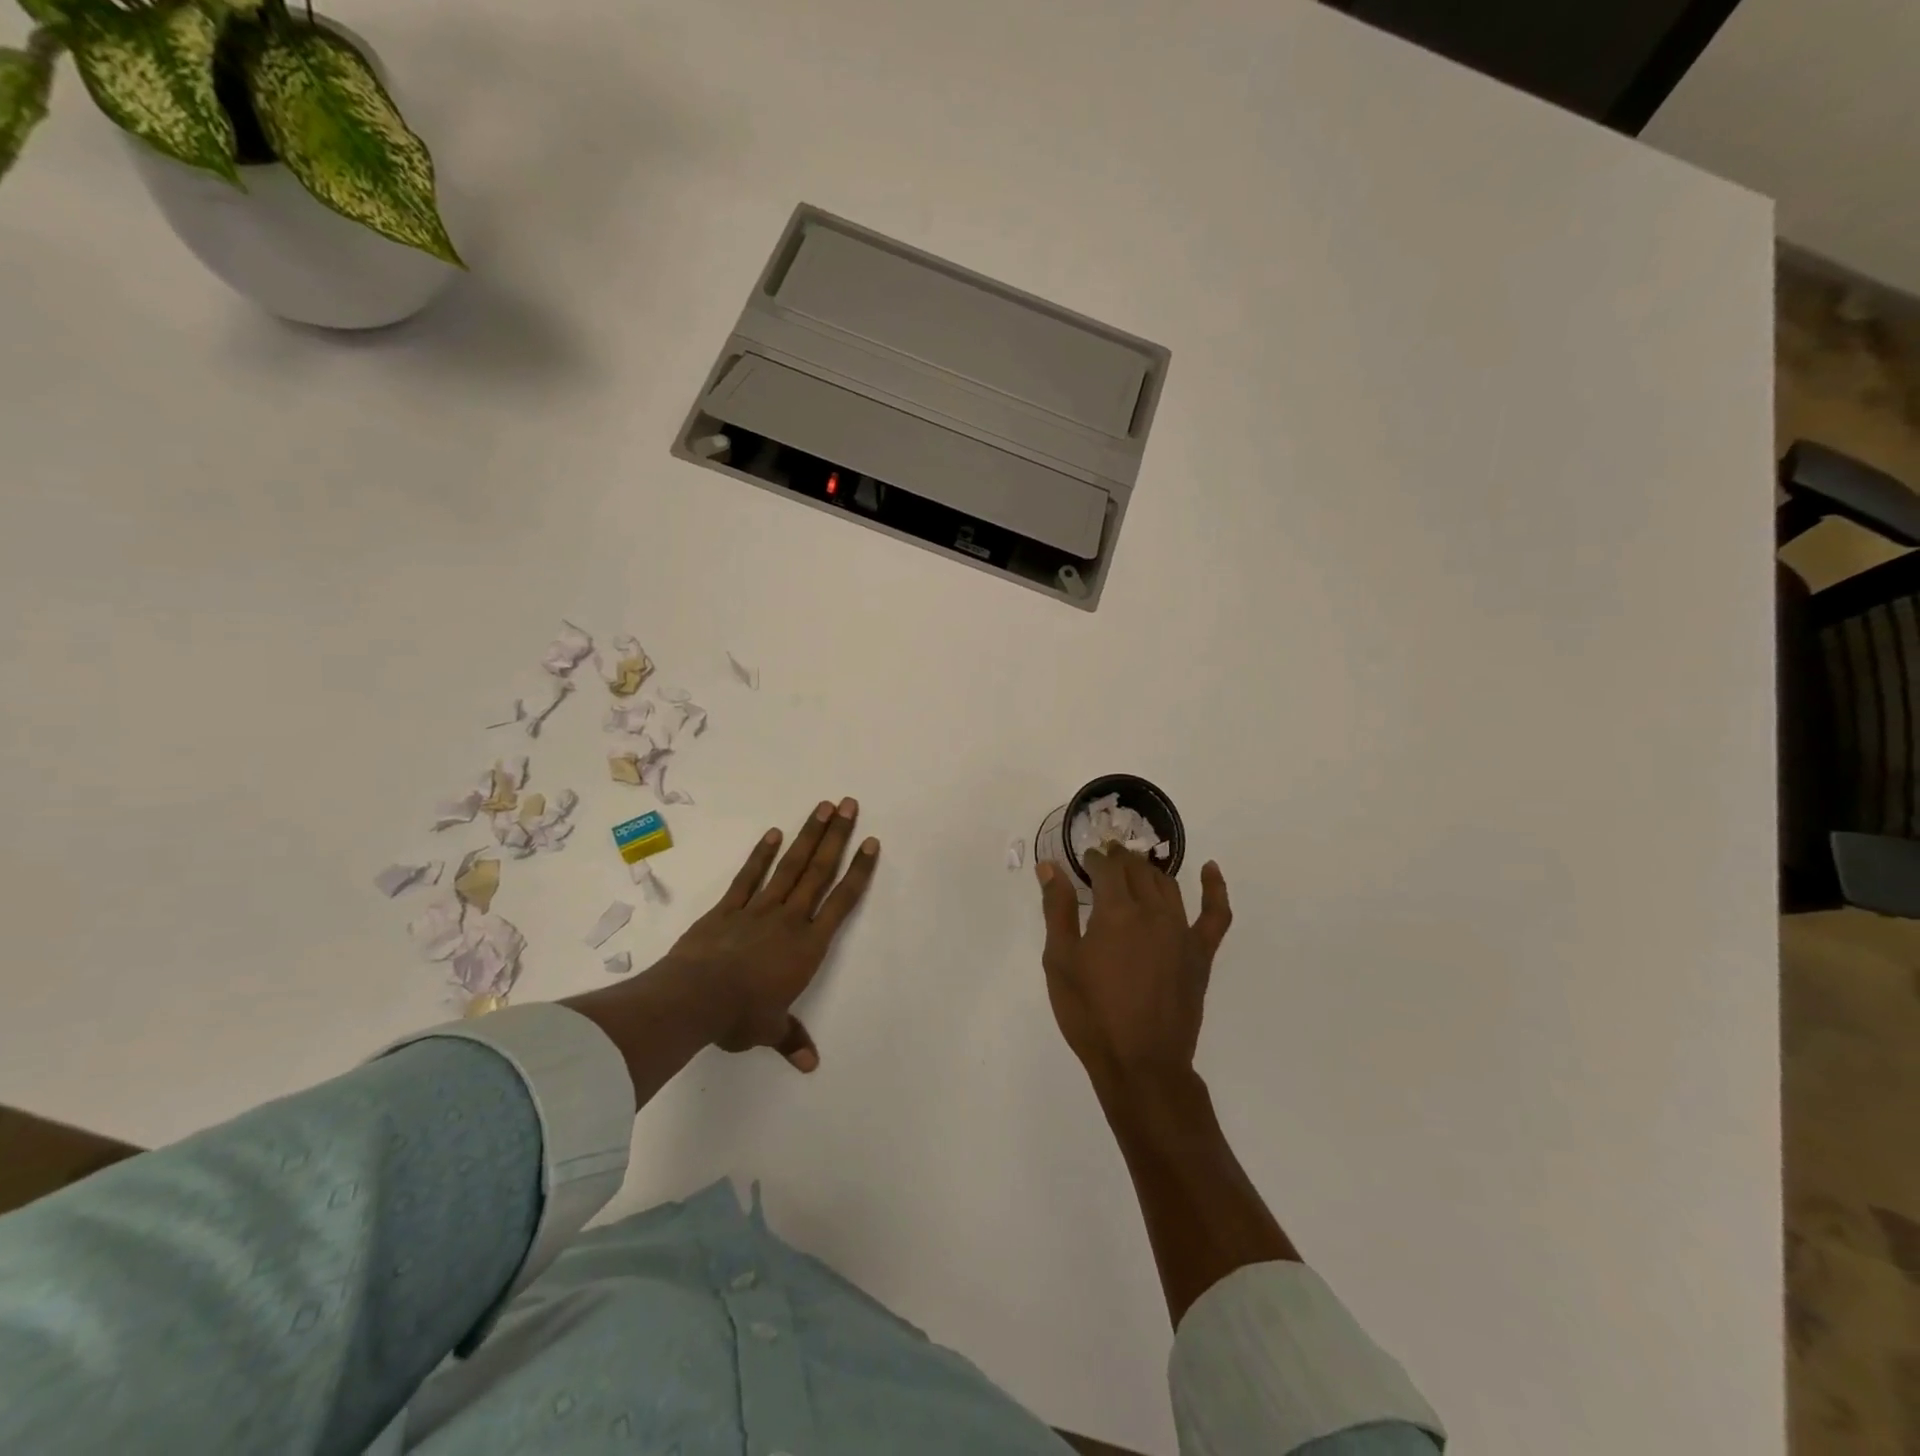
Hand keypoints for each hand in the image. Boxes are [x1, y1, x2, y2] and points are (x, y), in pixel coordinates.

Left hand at [665, 797, 878, 1071]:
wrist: (694, 999)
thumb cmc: (740, 1015)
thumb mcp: (770, 1030)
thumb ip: (792, 1039)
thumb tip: (811, 1065)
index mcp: (808, 946)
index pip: (842, 902)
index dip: (859, 871)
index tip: (871, 843)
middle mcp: (790, 919)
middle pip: (819, 871)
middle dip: (837, 836)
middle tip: (849, 804)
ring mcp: (758, 909)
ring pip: (790, 866)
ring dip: (808, 835)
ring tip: (822, 806)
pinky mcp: (728, 908)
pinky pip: (749, 876)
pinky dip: (762, 854)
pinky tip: (774, 833)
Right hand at [1035, 848, 1231, 1092]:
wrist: (1140, 1064)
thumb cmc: (1091, 1014)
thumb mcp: (1061, 961)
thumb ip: (1057, 908)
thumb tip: (1050, 866)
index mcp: (1116, 911)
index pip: (1106, 867)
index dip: (1093, 859)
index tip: (1083, 861)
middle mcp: (1152, 911)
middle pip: (1136, 870)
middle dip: (1118, 860)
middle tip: (1104, 861)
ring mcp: (1181, 931)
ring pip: (1166, 884)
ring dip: (1148, 871)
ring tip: (1134, 870)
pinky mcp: (1200, 953)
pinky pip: (1215, 913)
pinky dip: (1215, 888)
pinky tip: (1211, 869)